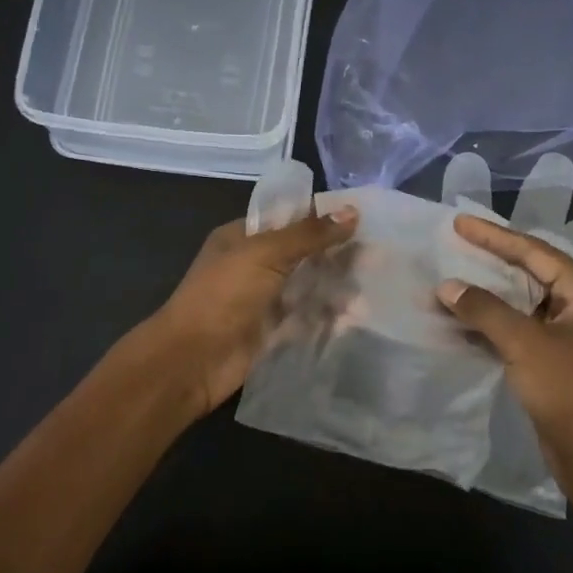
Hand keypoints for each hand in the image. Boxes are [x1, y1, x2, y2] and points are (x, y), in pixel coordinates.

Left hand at [147, 207, 357, 412]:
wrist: (192, 360)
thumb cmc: (223, 295)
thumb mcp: (265, 253)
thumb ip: (309, 234)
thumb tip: (352, 212)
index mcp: (243, 238)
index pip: (289, 219)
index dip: (323, 217)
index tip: (364, 217)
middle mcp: (255, 265)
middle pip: (303, 253)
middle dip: (337, 253)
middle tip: (380, 252)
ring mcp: (265, 300)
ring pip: (309, 286)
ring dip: (338, 285)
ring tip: (377, 283)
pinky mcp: (275, 332)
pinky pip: (308, 318)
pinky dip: (331, 316)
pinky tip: (360, 315)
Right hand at [437, 214, 572, 480]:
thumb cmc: (572, 392)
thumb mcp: (525, 344)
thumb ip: (484, 310)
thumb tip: (447, 287)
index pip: (535, 251)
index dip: (494, 236)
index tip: (459, 222)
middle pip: (531, 273)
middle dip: (491, 262)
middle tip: (454, 244)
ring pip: (525, 303)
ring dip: (490, 296)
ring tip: (452, 280)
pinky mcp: (561, 361)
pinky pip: (523, 329)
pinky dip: (495, 324)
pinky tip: (464, 321)